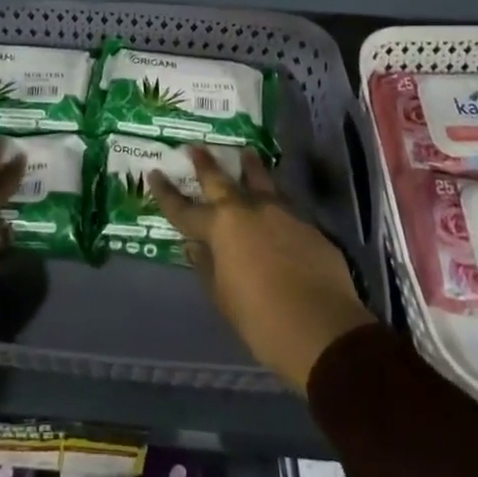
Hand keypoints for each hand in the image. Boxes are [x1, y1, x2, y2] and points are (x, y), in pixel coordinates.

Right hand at [151, 147, 375, 391]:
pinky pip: (284, 206)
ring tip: (246, 152)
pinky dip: (274, 202)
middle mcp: (248, 210)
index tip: (154, 173)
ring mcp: (280, 213)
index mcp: (220, 228)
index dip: (166, 193)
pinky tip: (276, 207)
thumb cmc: (262, 320)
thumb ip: (207, 267)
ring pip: (260, 181)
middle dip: (205, 163)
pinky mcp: (307, 226)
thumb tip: (195, 247)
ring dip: (249, 167)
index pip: (183, 209)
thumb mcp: (222, 298)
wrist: (324, 329)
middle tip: (195, 147)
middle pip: (220, 180)